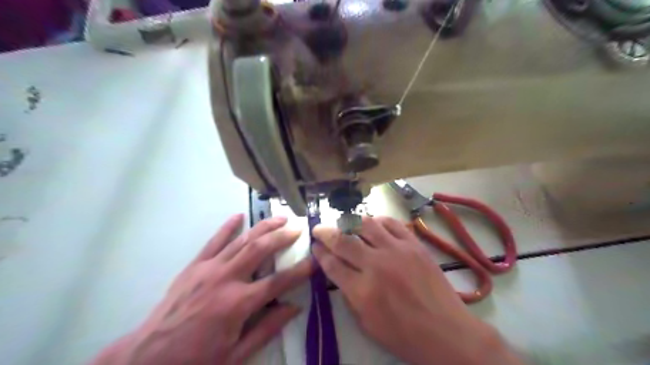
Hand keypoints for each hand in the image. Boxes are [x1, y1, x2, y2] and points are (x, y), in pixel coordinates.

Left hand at [89, 214, 311, 364]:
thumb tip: (294, 307)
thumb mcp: (236, 355)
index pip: (278, 282)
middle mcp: (226, 279)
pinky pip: (214, 241)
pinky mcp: (194, 266)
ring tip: (280, 218)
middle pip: (261, 250)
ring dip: (263, 227)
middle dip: (282, 237)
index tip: (315, 260)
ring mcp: (208, 269)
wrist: (146, 358)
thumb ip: (267, 328)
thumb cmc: (195, 361)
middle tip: (298, 229)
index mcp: (238, 304)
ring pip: (242, 240)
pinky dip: (228, 227)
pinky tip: (239, 215)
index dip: (300, 271)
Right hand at [313, 217, 520, 364]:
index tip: (315, 246)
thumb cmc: (404, 335)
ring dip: (349, 222)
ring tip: (343, 223)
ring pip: (366, 225)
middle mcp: (377, 265)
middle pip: (343, 240)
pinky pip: (392, 223)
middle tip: (319, 229)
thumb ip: (349, 295)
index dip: (319, 253)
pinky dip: (378, 220)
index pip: (332, 264)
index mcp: (362, 291)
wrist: (446, 332)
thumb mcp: (367, 324)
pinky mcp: (414, 244)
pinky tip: (372, 224)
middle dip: (326, 232)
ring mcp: (397, 251)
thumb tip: (338, 272)